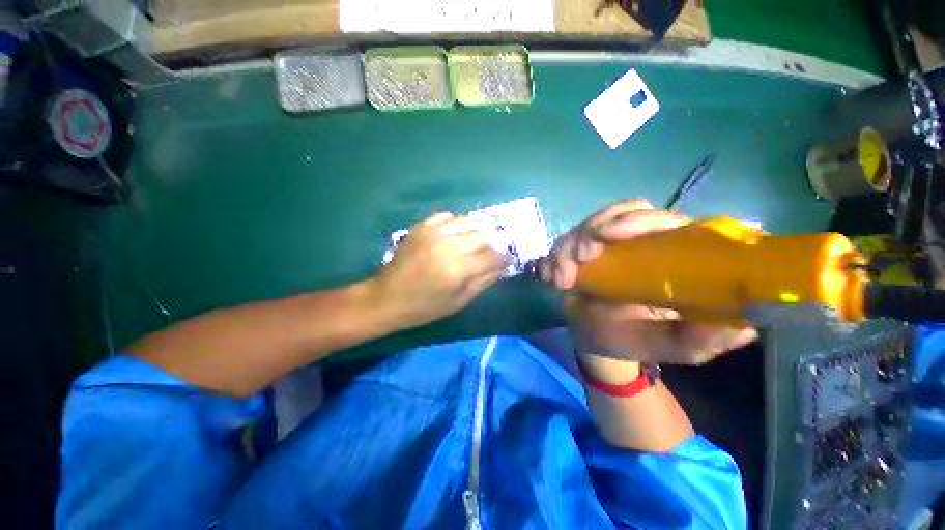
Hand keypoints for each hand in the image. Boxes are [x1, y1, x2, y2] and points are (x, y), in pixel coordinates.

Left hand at [373, 212, 507, 328]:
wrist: (388, 297)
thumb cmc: (425, 307)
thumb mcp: (459, 301)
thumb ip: (484, 281)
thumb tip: (502, 267)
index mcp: (458, 269)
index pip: (492, 256)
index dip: (504, 257)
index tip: (507, 259)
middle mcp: (448, 246)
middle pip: (482, 236)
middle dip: (492, 244)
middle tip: (492, 251)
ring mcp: (433, 233)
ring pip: (467, 221)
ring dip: (476, 230)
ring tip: (475, 241)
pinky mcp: (421, 227)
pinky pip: (446, 216)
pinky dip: (456, 223)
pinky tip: (455, 233)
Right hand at [537, 200, 756, 367]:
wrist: (597, 341)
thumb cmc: (637, 340)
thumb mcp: (676, 346)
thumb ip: (705, 338)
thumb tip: (746, 322)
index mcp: (671, 255)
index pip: (662, 220)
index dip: (637, 221)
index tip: (611, 236)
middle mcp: (639, 241)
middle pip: (621, 213)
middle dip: (594, 231)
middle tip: (581, 258)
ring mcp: (605, 244)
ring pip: (587, 225)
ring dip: (569, 247)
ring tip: (560, 279)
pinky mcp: (579, 251)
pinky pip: (564, 243)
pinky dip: (554, 257)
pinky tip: (550, 276)